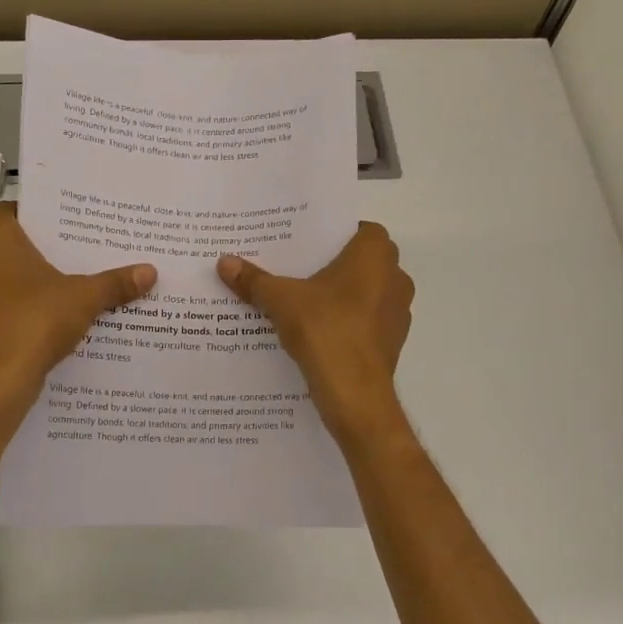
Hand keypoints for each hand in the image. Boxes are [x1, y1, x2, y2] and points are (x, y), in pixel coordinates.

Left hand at [0, 202, 155, 420]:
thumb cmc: (35, 320)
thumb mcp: (85, 297)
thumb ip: (115, 283)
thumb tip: (150, 272)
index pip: (12, 209)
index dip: (40, 214)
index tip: (69, 223)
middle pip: (11, 245)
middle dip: (43, 250)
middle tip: (80, 252)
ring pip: (5, 278)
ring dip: (32, 282)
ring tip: (71, 286)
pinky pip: (2, 306)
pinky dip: (23, 308)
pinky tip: (53, 319)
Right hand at [218, 222, 412, 444]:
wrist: (354, 394)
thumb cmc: (325, 330)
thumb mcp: (281, 301)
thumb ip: (254, 280)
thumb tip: (224, 262)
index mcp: (376, 255)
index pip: (361, 229)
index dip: (335, 235)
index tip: (307, 244)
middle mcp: (396, 277)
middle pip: (363, 262)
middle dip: (334, 265)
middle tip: (297, 270)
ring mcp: (398, 312)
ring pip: (367, 293)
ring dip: (342, 296)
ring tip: (304, 302)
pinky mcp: (392, 342)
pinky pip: (367, 321)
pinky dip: (348, 322)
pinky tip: (318, 332)